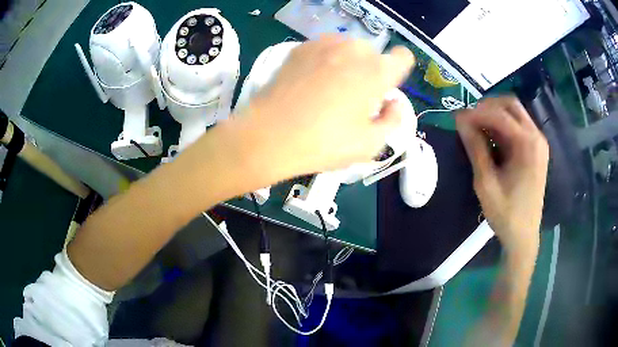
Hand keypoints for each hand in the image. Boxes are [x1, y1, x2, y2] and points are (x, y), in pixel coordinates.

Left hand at [239, 35, 414, 177]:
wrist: (270, 136)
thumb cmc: (324, 143)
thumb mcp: (371, 144)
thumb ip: (393, 120)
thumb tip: (394, 103)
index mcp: (377, 71)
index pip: (403, 58)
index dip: (397, 72)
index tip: (384, 89)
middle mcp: (353, 50)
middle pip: (374, 54)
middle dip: (370, 71)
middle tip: (354, 97)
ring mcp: (324, 44)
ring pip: (348, 49)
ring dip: (347, 64)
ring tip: (330, 89)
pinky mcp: (300, 48)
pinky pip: (324, 49)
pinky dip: (325, 61)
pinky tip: (310, 82)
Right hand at [456, 97, 548, 254]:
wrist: (524, 236)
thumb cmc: (506, 214)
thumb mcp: (486, 182)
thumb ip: (475, 148)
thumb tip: (460, 120)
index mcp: (528, 144)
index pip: (499, 114)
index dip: (476, 112)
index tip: (457, 118)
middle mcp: (537, 137)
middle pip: (510, 104)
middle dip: (487, 107)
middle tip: (469, 120)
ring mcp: (539, 142)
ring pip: (515, 113)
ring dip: (495, 115)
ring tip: (477, 129)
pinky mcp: (537, 149)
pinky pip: (519, 126)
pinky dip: (503, 126)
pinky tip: (492, 139)